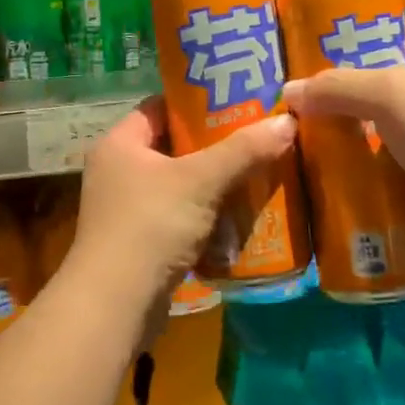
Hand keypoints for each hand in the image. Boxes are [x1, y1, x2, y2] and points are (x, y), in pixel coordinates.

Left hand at [68, 97, 296, 303]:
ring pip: (180, 185)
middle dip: (216, 145)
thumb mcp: (200, 181)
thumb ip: (243, 150)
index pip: (160, 107)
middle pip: (174, 147)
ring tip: (260, 172)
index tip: (239, 100)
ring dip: (216, 183)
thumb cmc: (150, 226)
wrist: (116, 303)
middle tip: (259, 136)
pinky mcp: (141, 242)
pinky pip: (180, 218)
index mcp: (120, 144)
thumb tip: (288, 121)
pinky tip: (242, 215)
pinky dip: (208, 216)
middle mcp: (119, 171)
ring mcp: (128, 209)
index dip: (197, 102)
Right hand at [282, 29, 404, 261]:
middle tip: (296, 115)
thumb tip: (289, 92)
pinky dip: (366, 179)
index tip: (309, 64)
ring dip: (350, 145)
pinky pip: (391, 173)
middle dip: (340, 104)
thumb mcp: (388, 93)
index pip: (388, 39)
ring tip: (303, 151)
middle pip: (378, 92)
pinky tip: (332, 185)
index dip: (351, 48)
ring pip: (382, 136)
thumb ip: (337, 87)